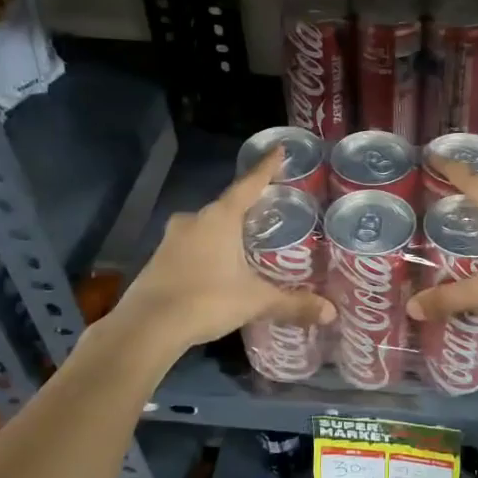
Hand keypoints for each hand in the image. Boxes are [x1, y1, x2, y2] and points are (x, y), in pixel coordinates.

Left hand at [115, 148, 334, 352]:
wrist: (146, 327)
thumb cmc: (206, 300)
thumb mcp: (255, 301)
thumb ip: (292, 303)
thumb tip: (331, 312)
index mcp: (220, 218)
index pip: (249, 184)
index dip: (266, 168)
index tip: (279, 149)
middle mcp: (194, 220)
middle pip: (226, 206)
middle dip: (247, 208)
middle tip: (269, 212)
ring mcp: (171, 239)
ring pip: (206, 227)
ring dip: (224, 232)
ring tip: (246, 243)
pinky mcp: (158, 259)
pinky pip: (191, 245)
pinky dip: (207, 250)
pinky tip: (218, 268)